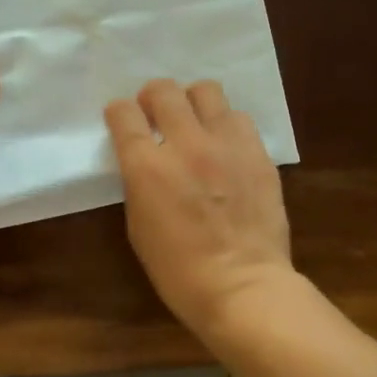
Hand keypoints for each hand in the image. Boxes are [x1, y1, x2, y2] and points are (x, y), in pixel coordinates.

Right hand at [104, 78, 294, 339]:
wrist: (243, 286)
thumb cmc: (179, 271)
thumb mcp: (139, 227)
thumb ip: (139, 183)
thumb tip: (145, 161)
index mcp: (147, 167)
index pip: (124, 114)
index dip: (119, 113)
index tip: (122, 120)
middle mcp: (186, 144)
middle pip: (164, 90)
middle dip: (153, 97)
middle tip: (156, 114)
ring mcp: (226, 144)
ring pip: (206, 91)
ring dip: (193, 102)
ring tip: (195, 123)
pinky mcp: (258, 152)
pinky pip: (239, 118)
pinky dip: (225, 124)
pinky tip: (225, 146)